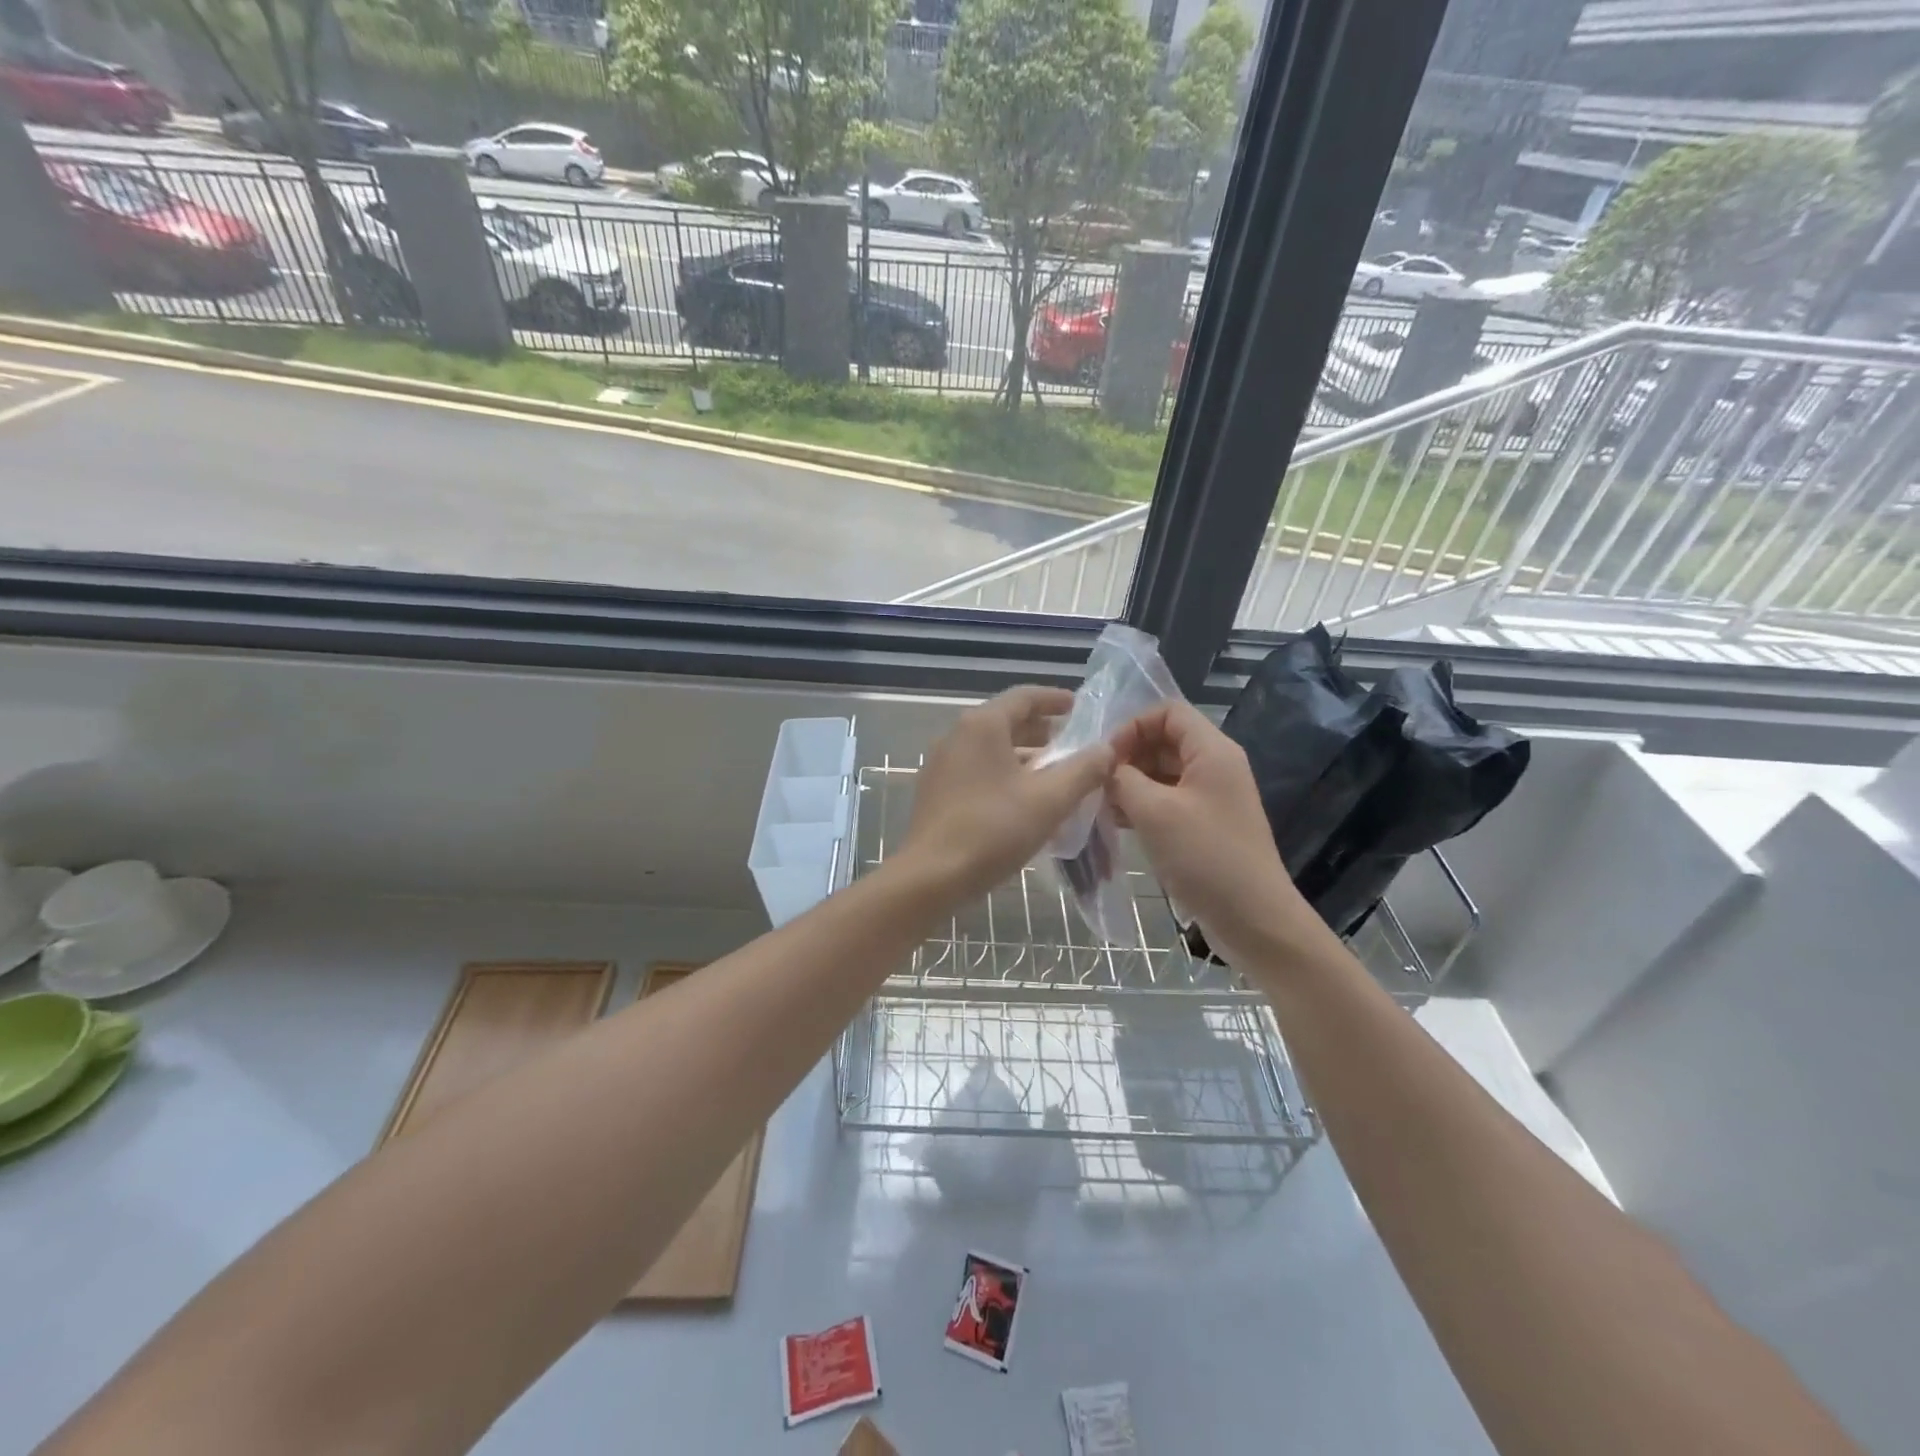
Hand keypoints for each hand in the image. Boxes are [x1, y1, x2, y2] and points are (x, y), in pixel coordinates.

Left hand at [899, 686, 1114, 905]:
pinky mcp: (936, 792)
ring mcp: (941, 764)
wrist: (931, 877)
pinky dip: (1005, 775)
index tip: (1081, 709)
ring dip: (1025, 758)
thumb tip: (1106, 749)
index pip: (1024, 697)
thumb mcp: (1049, 800)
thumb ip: (1083, 770)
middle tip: (1075, 747)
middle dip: (1043, 732)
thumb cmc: (993, 830)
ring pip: (992, 749)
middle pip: (1007, 722)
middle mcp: (957, 736)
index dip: (1055, 700)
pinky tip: (1025, 801)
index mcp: (982, 726)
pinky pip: (978, 771)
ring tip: (1057, 777)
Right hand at [1110, 701, 1327, 963]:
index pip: (1167, 712)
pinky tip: (1115, 822)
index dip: (1132, 725)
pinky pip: (1168, 800)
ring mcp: (1211, 797)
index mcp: (1212, 751)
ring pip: (1163, 772)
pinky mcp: (1205, 825)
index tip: (1105, 756)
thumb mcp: (1154, 812)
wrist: (1254, 920)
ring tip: (1100, 803)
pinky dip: (1142, 805)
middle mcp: (1214, 766)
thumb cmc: (1205, 857)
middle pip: (1164, 740)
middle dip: (1128, 755)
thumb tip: (1104, 765)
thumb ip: (1123, 779)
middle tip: (1096, 782)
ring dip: (1131, 782)